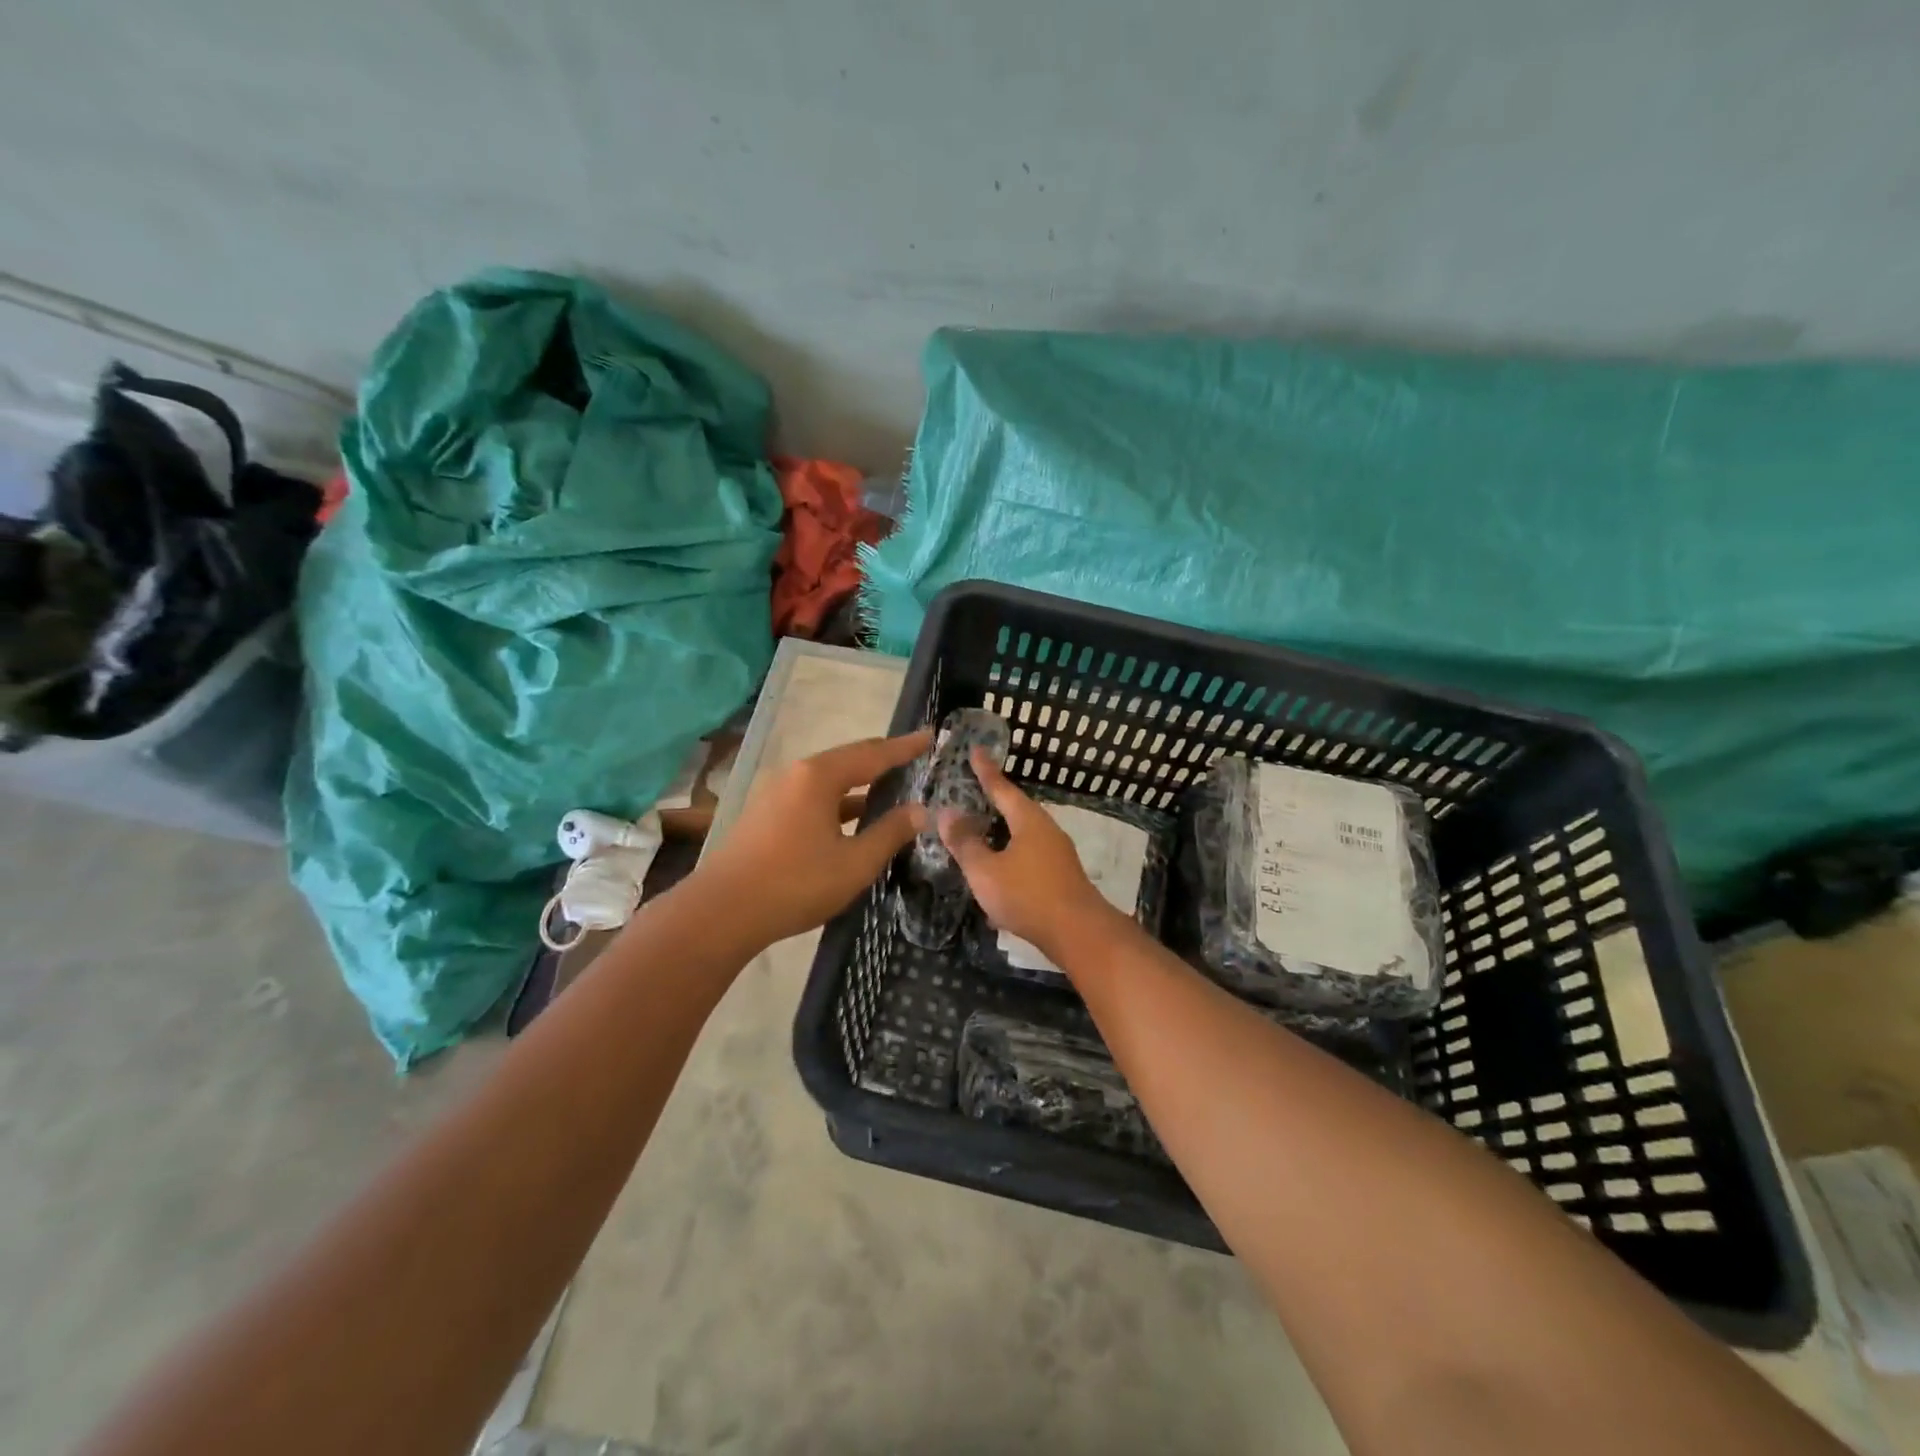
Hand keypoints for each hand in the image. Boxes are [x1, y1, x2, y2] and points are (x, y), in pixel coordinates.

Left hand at [698, 729, 931, 948]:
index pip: (872, 754)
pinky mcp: (765, 815)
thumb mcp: (855, 863)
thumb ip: (890, 833)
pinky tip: (851, 819)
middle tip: (912, 757)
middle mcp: (795, 775)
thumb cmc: (795, 884)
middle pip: (847, 760)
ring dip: (859, 784)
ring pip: (827, 781)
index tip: (929, 736)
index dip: (904, 747)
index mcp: (818, 776)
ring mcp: (775, 793)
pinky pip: (812, 797)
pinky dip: (838, 802)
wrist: (721, 912)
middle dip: (881, 759)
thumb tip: (920, 810)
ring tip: (889, 787)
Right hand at [939, 748, 1120, 960]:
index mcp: (1028, 821)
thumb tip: (947, 813)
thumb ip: (965, 842)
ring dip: (1002, 832)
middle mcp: (1046, 830)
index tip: (976, 750)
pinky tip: (998, 872)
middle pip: (1016, 809)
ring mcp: (1057, 854)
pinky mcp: (1061, 876)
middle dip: (995, 801)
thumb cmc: (1027, 895)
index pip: (1002, 788)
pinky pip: (1029, 855)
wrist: (1078, 933)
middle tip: (974, 791)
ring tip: (981, 831)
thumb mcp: (985, 870)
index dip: (986, 771)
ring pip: (1023, 834)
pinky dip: (1010, 855)